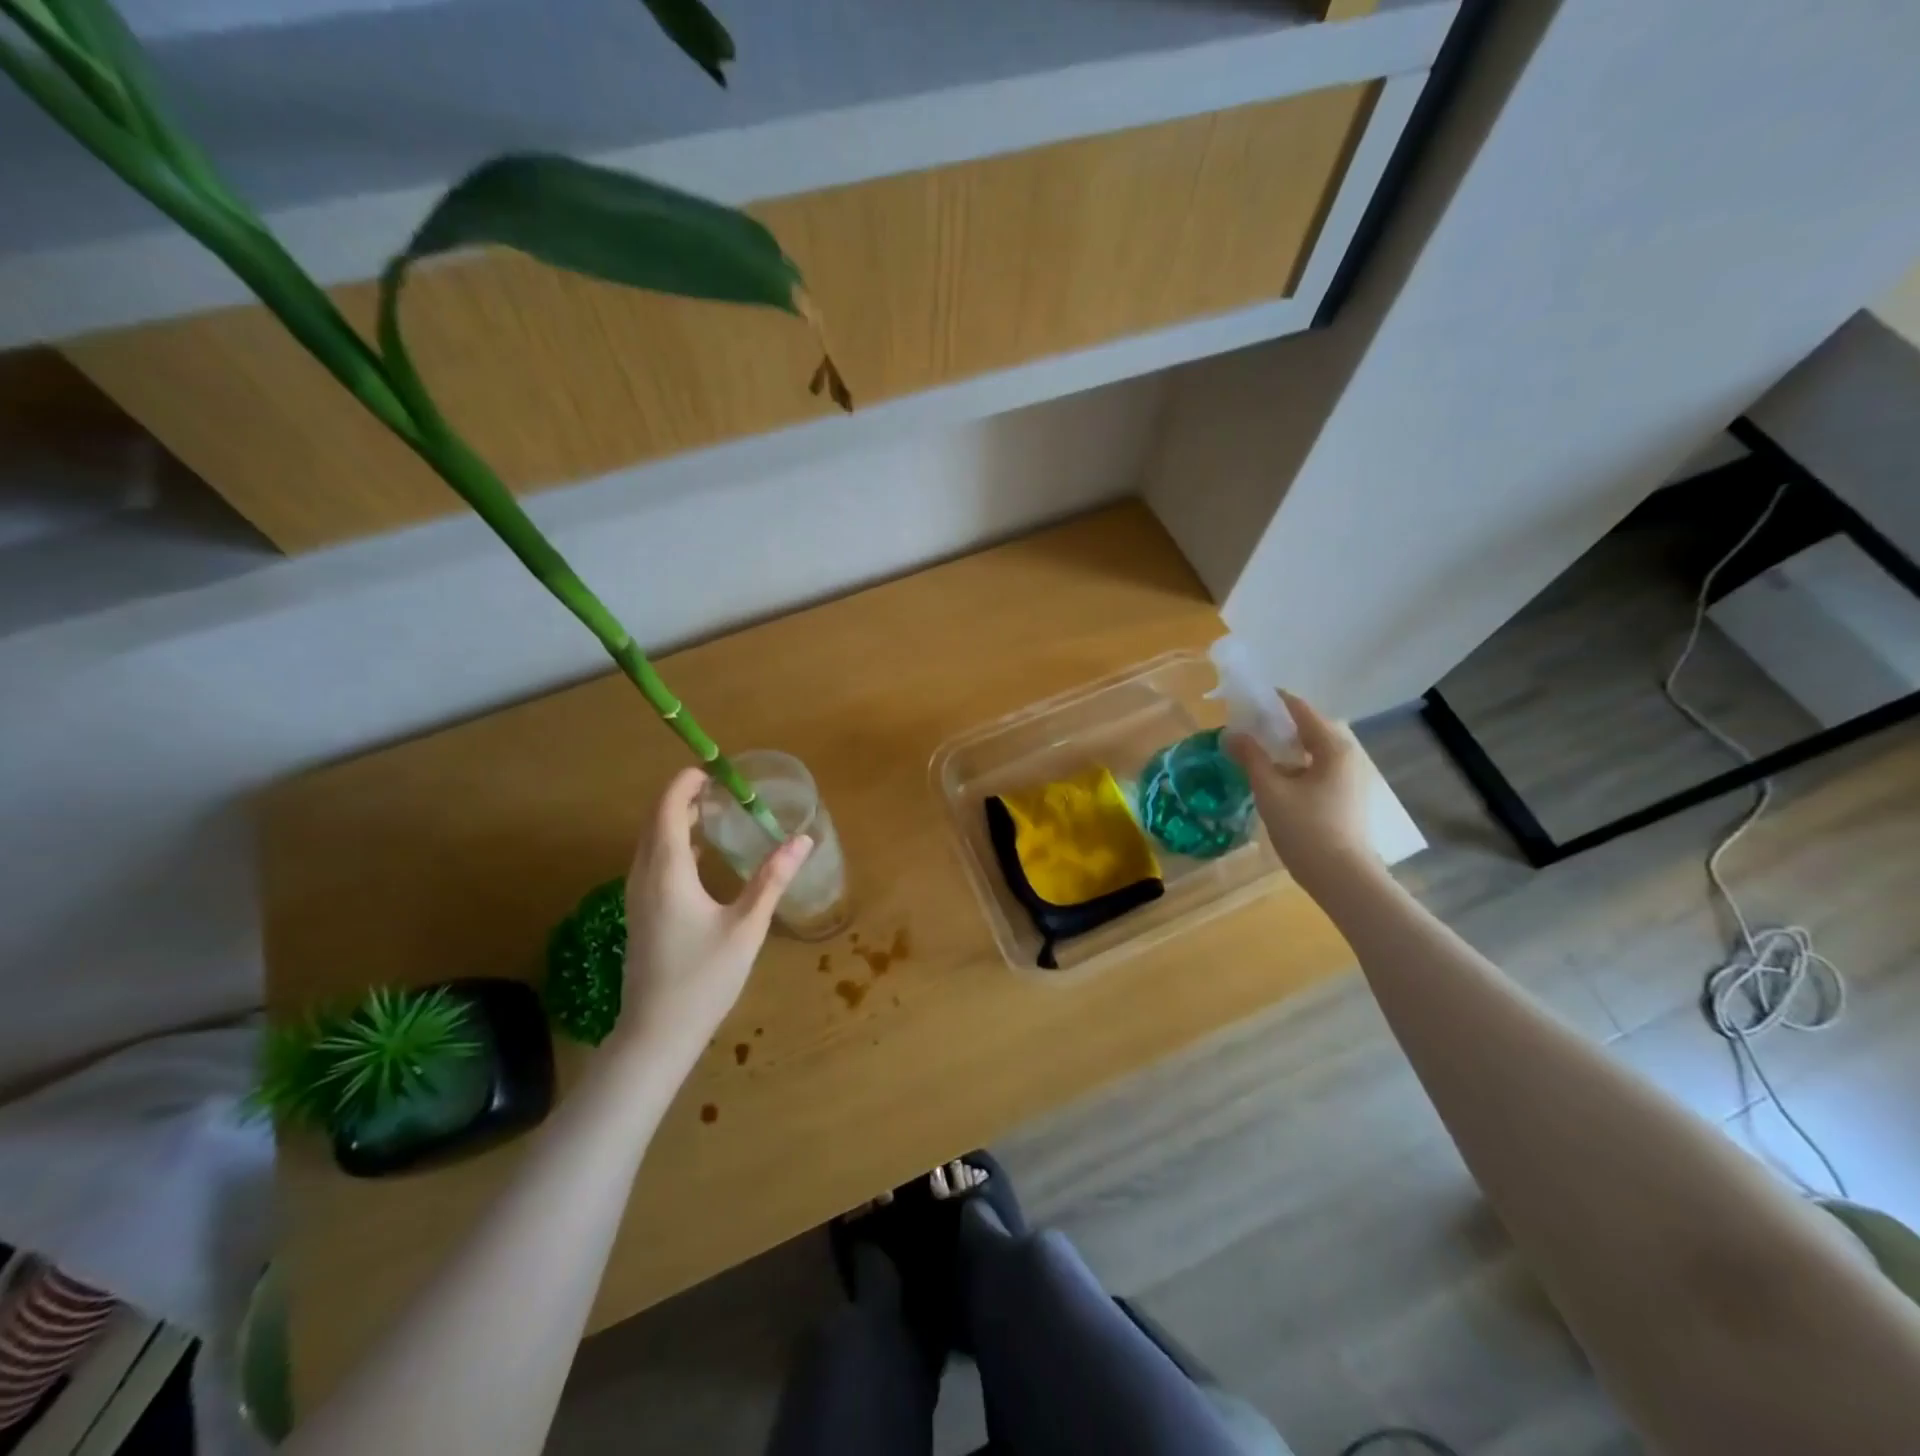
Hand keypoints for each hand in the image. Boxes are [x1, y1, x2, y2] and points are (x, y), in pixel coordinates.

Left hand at [611, 767, 811, 1065]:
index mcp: (667, 874)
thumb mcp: (746, 927)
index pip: (667, 811)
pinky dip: (672, 844)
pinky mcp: (640, 914)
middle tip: (721, 788)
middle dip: (682, 798)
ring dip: (675, 820)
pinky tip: (700, 856)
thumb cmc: (703, 979)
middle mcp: (644, 878)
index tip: (713, 769)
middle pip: (655, 822)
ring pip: (650, 843)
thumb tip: (802, 840)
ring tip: (713, 812)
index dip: (685, 784)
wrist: (656, 1034)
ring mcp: (637, 898)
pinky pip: (652, 862)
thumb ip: (772, 879)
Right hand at [1226, 691, 1377, 890]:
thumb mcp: (1270, 790)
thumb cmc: (1306, 829)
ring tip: (1256, 750)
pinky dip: (1296, 764)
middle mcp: (1348, 755)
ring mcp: (1350, 777)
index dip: (1273, 701)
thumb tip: (1231, 734)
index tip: (1246, 699)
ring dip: (1286, 746)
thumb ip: (1250, 757)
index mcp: (1333, 746)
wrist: (1342, 877)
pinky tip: (1275, 777)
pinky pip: (1317, 767)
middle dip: (1279, 724)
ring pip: (1314, 750)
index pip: (1301, 709)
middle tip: (1248, 726)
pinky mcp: (1346, 796)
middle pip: (1310, 727)